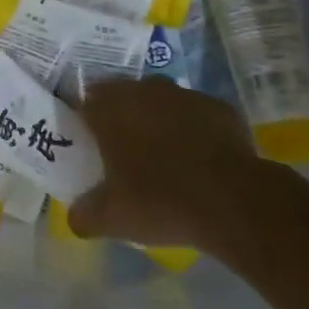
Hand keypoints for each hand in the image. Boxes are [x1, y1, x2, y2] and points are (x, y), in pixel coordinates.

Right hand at [68, 80, 258, 246]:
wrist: (233, 201)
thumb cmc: (159, 202)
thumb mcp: (111, 219)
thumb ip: (84, 215)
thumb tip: (75, 217)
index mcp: (110, 108)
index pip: (84, 101)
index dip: (83, 120)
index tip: (86, 142)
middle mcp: (143, 90)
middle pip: (122, 96)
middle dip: (120, 117)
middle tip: (120, 151)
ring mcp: (184, 95)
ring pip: (160, 101)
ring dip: (156, 120)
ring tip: (160, 155)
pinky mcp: (218, 107)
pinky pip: (194, 114)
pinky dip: (191, 129)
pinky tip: (196, 159)